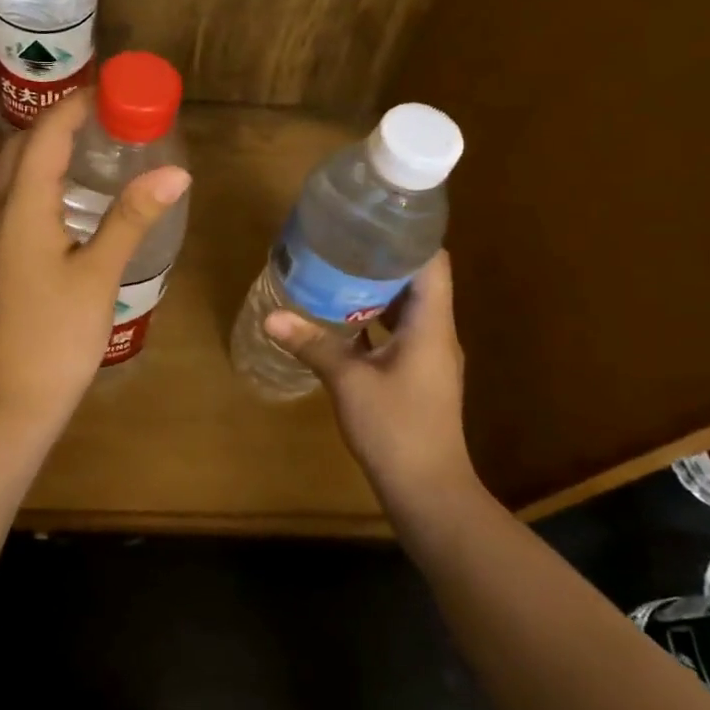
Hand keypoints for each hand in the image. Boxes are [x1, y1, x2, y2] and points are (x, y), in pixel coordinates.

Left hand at [0, 91, 190, 437]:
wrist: (8, 402)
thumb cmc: (55, 338)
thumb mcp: (99, 276)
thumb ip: (132, 218)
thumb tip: (174, 170)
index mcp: (19, 209)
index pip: (44, 135)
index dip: (76, 106)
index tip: (114, 91)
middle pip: (20, 148)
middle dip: (59, 123)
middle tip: (108, 120)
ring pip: (13, 175)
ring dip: (47, 152)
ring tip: (95, 151)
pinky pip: (14, 201)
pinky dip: (40, 182)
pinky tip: (74, 203)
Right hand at [264, 253, 482, 512]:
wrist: (428, 490)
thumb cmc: (395, 428)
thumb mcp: (348, 382)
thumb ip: (313, 345)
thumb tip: (272, 316)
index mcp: (431, 325)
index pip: (433, 263)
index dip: (409, 236)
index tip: (373, 219)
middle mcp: (437, 334)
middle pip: (419, 281)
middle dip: (383, 259)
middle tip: (342, 241)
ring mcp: (430, 357)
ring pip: (409, 309)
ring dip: (378, 290)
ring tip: (337, 271)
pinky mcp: (419, 376)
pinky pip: (400, 333)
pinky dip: (376, 319)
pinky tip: (342, 319)